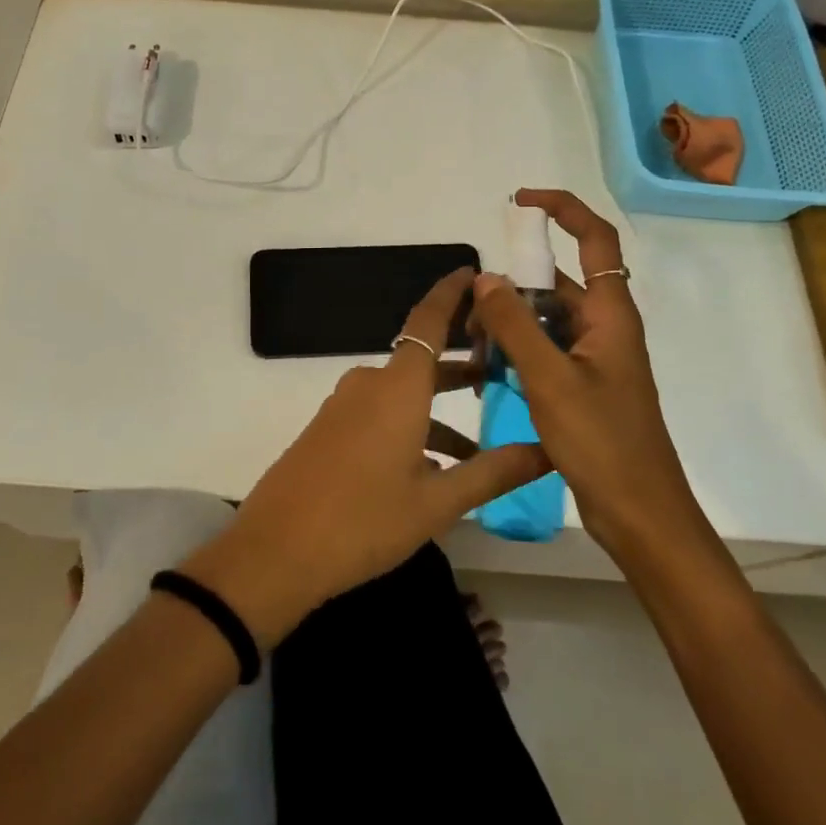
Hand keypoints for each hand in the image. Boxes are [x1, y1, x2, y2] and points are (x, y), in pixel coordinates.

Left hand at [183, 268, 548, 646]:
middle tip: (503, 372)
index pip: (429, 321)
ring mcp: (344, 406)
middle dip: (461, 364)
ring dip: (440, 410)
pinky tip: (433, 468)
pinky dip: (412, 425)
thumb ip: (494, 472)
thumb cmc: (364, 520)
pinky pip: (380, 412)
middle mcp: (370, 384)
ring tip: (479, 446)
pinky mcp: (330, 429)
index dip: (451, 293)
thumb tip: (548, 451)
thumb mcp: (438, 502)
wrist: (277, 550)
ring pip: (404, 393)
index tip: (475, 274)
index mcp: (397, 386)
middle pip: (422, 360)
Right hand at [470, 188, 703, 553]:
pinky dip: (517, 353)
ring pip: (546, 320)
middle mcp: (605, 328)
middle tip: (471, 315)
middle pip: (557, 284)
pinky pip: (546, 350)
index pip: (594, 238)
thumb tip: (485, 277)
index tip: (519, 202)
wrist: (639, 514)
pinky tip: (489, 374)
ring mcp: (595, 358)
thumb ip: (515, 326)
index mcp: (611, 314)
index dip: (562, 209)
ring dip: (510, 326)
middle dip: (512, 289)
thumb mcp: (550, 380)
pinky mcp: (584, 385)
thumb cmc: (603, 443)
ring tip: (474, 352)